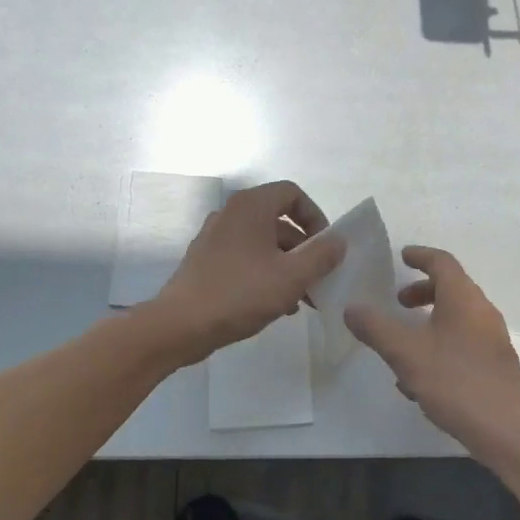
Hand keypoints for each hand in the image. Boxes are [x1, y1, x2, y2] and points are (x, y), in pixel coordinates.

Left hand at [148, 181, 345, 363]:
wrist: (180, 325)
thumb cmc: (240, 294)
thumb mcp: (291, 277)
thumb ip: (321, 256)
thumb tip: (339, 241)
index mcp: (250, 207)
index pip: (292, 194)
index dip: (315, 217)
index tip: (326, 247)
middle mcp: (231, 214)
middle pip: (279, 222)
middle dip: (304, 251)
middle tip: (320, 280)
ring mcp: (215, 238)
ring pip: (263, 245)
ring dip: (288, 267)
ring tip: (303, 300)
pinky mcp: (206, 262)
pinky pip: (246, 259)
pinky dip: (266, 274)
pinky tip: (277, 305)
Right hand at [346, 246, 519, 462]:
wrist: (507, 430)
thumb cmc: (455, 382)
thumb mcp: (406, 353)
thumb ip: (376, 328)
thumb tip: (352, 308)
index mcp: (463, 299)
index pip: (442, 262)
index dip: (420, 256)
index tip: (402, 257)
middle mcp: (482, 312)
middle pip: (451, 289)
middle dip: (422, 292)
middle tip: (397, 303)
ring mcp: (492, 340)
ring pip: (456, 318)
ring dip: (429, 321)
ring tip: (402, 343)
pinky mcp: (494, 366)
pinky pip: (462, 343)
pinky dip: (439, 345)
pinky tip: (418, 378)